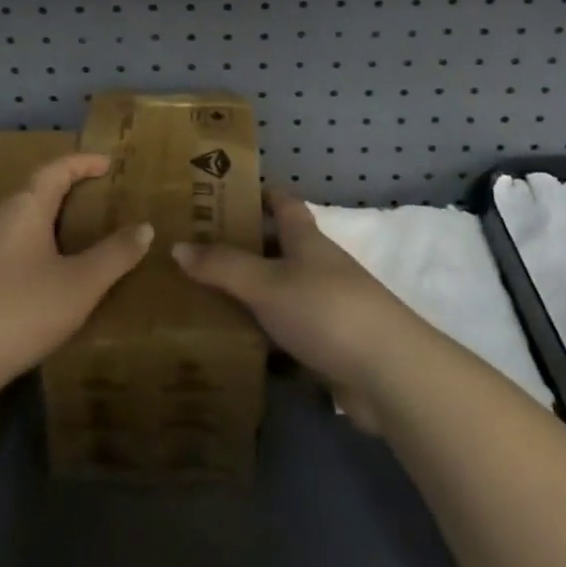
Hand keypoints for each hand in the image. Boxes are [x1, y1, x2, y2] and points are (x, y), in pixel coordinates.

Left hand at [0, 153, 152, 397]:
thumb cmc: (21, 310)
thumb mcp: (80, 285)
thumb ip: (115, 255)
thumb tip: (145, 227)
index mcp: (26, 207)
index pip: (57, 169)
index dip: (83, 162)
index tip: (107, 163)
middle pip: (35, 192)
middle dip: (67, 192)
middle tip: (98, 202)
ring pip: (19, 222)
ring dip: (48, 222)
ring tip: (75, 239)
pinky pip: (7, 248)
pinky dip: (32, 248)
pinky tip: (41, 278)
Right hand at [173, 190, 418, 431]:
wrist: (388, 373)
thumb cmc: (325, 309)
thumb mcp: (266, 283)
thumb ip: (222, 265)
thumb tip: (177, 245)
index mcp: (305, 239)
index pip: (281, 203)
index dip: (257, 194)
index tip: (221, 193)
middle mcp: (316, 267)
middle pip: (276, 248)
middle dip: (241, 248)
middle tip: (193, 251)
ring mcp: (325, 308)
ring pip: (278, 294)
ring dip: (248, 296)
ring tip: (200, 299)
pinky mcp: (328, 347)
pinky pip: (285, 336)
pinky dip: (262, 339)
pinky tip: (232, 347)